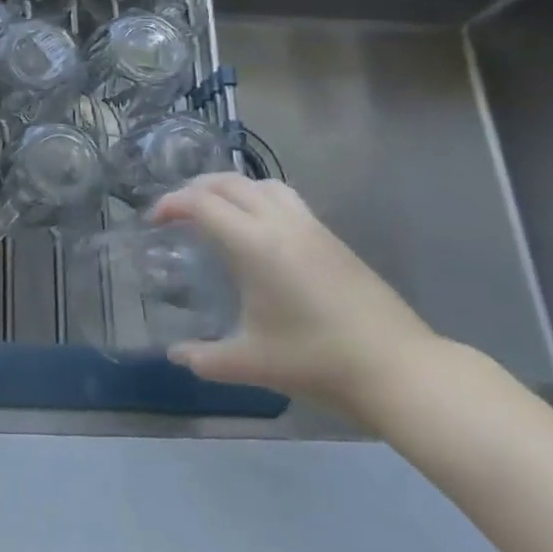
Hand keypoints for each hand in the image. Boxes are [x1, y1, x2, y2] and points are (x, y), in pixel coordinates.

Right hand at [151, 174, 441, 420]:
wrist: (399, 368)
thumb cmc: (317, 360)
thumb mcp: (252, 363)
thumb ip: (206, 358)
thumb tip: (176, 356)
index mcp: (254, 244)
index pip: (202, 204)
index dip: (171, 204)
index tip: (154, 220)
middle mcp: (280, 223)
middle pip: (229, 183)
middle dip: (196, 188)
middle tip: (177, 211)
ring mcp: (311, 226)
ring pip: (262, 184)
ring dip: (231, 188)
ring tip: (216, 210)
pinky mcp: (332, 238)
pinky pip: (285, 199)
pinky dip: (258, 198)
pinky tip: (259, 231)